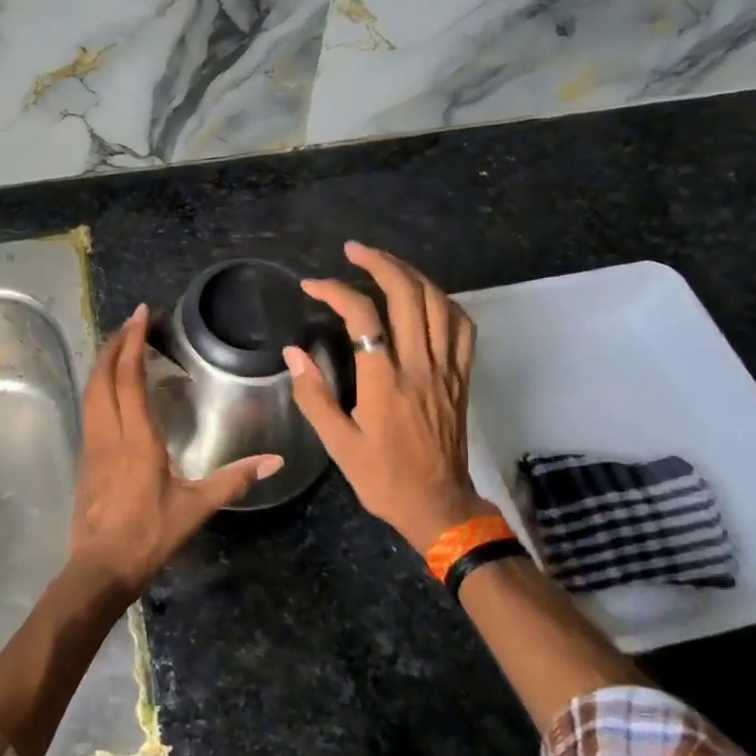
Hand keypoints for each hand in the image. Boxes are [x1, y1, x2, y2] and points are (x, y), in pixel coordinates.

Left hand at [69, 304, 284, 599]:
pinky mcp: (85, 458)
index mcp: (136, 440)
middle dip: (115, 343)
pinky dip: (99, 385)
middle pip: (103, 377)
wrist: (100, 569)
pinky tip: (111, 387)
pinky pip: (90, 408)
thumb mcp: (196, 508)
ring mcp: (92, 445)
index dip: (132, 342)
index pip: (129, 379)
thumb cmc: (149, 536)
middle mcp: (109, 434)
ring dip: (103, 362)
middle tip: (132, 320)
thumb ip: (235, 480)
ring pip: (91, 391)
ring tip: (120, 343)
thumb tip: (276, 461)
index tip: (141, 314)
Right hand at [283, 242, 496, 554]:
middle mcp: (420, 366)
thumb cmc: (382, 478)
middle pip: (408, 295)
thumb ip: (314, 395)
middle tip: (353, 251)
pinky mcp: (462, 377)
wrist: (437, 505)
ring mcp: (447, 369)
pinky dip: (443, 300)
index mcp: (385, 383)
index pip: (363, 317)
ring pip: (438, 302)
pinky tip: (425, 295)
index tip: (312, 285)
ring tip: (385, 263)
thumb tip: (292, 353)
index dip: (336, 291)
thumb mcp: (339, 445)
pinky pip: (462, 326)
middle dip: (379, 263)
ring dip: (411, 274)